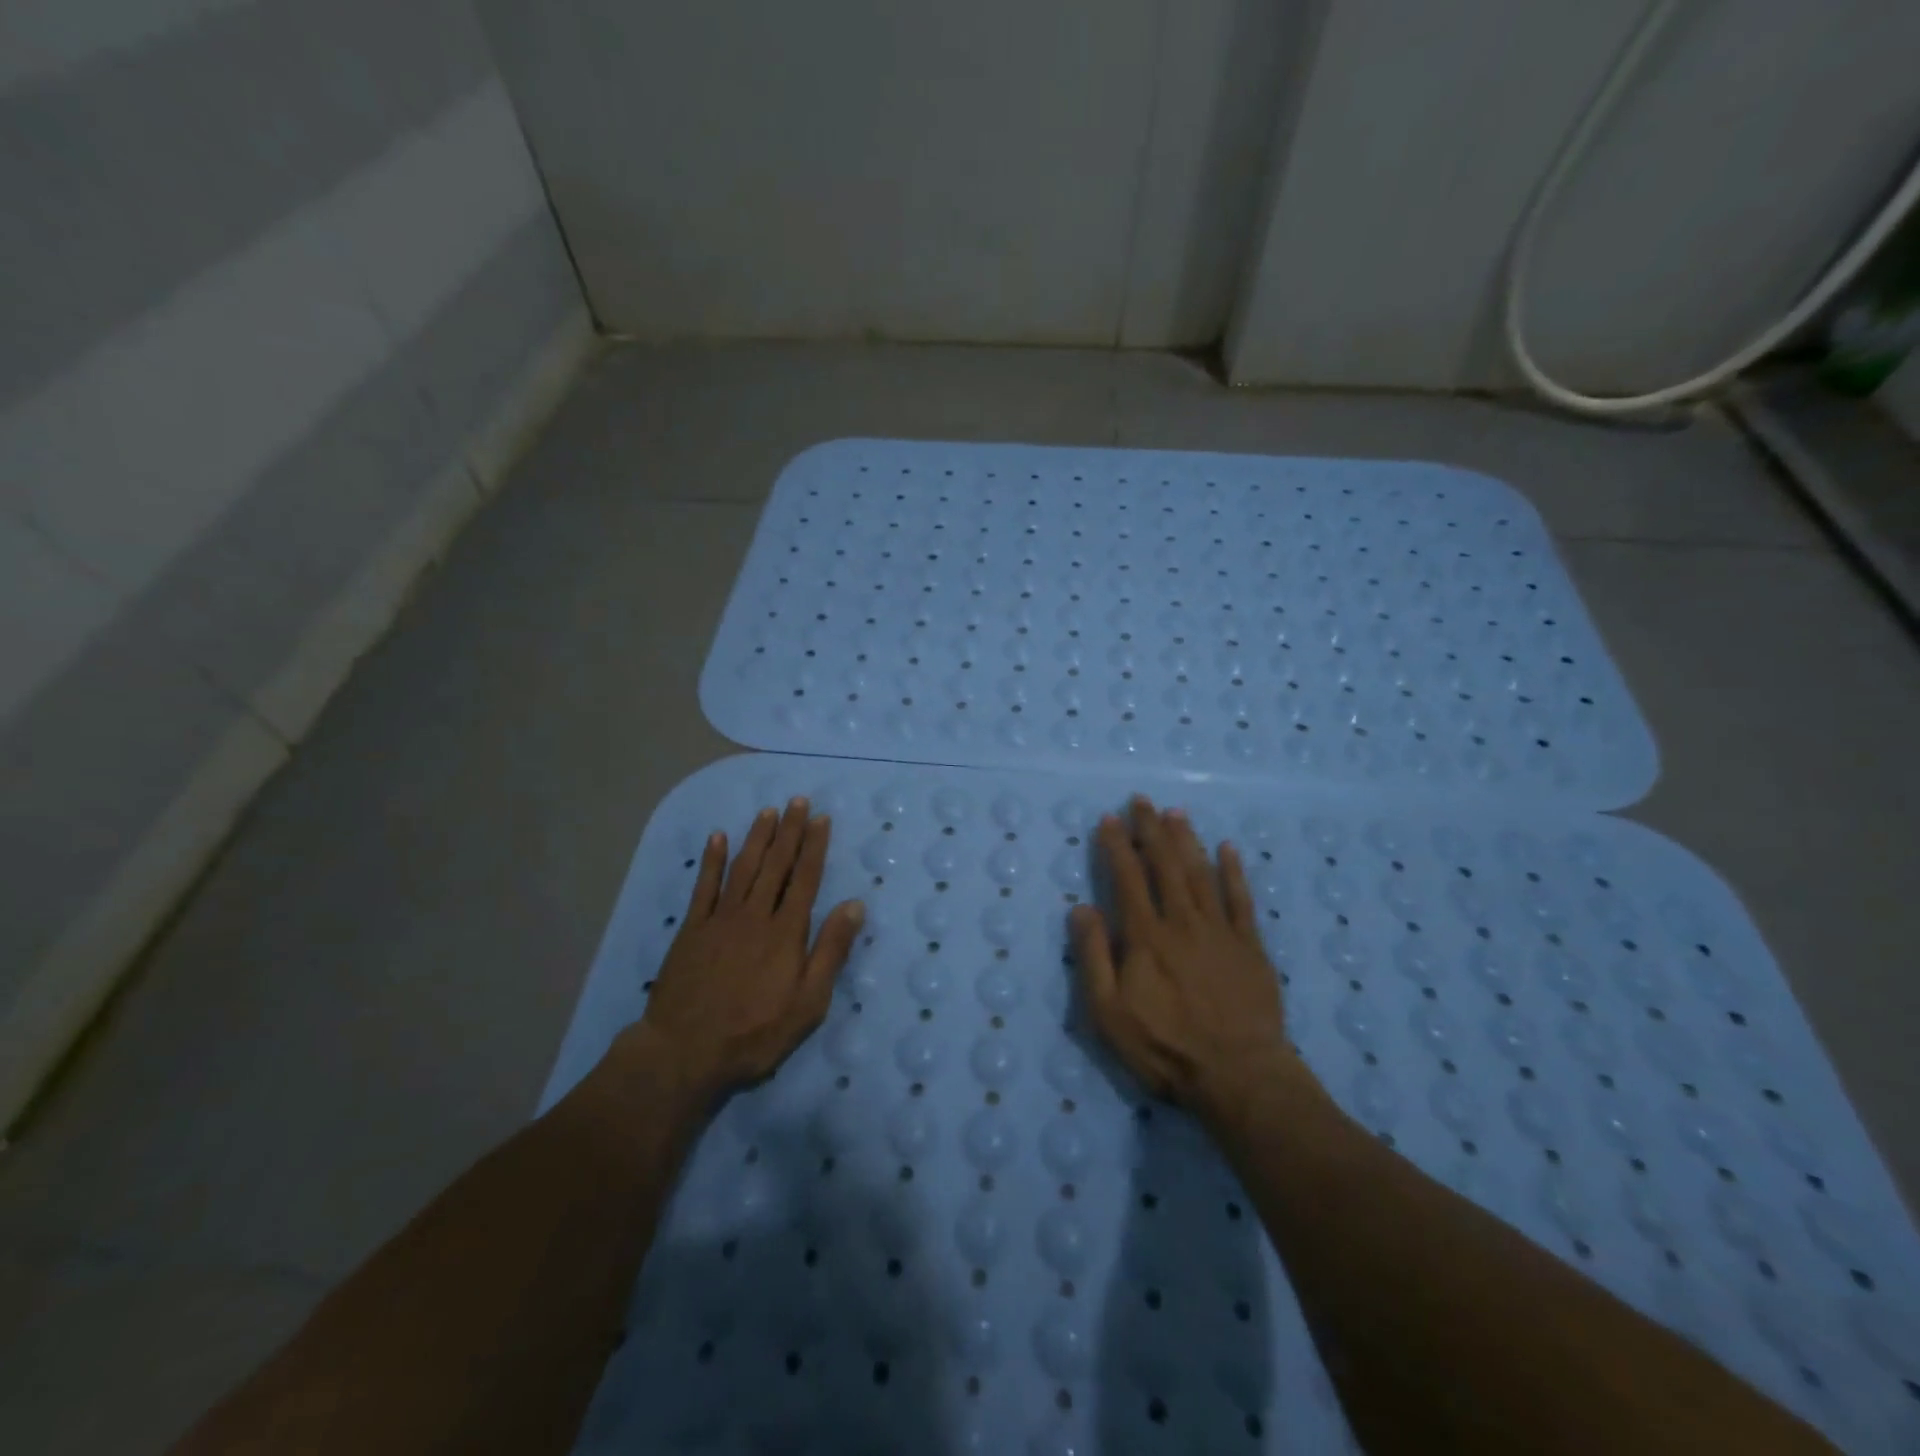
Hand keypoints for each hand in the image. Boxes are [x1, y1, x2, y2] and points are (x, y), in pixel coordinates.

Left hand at [634, 798, 863, 1100]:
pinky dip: (711, 860)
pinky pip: (704, 886)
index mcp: (786, 932)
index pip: (805, 879)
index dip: (814, 847)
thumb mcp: (808, 1002)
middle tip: (797, 801)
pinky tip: (717, 838)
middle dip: (789, 831)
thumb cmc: (755, 1032)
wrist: (685, 1051)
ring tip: (768, 811)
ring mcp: (720, 919)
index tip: (821, 819)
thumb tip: (854, 905)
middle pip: (776, 865)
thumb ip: (830, 951)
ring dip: (757, 837)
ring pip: (743, 867)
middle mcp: (755, 915)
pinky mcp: (692, 929)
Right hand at [1071, 796, 1302, 1121]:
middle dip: (1151, 830)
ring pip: (1201, 873)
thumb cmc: (1164, 1048)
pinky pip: (1241, 899)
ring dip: (1186, 840)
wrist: (1238, 1075)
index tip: (1108, 819)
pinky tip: (1228, 849)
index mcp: (1146, 936)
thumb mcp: (1109, 1012)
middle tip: (1142, 800)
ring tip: (1175, 813)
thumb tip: (1081, 908)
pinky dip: (1234, 871)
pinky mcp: (1250, 946)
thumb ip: (1094, 957)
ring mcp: (1220, 931)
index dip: (1116, 846)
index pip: (1127, 878)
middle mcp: (1182, 922)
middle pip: (1165, 865)